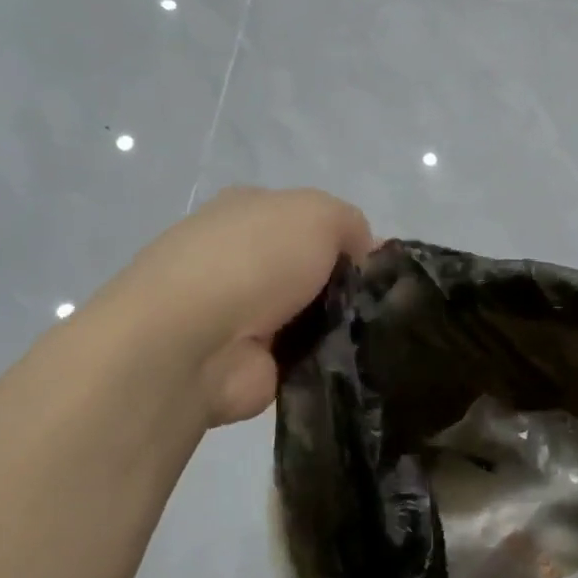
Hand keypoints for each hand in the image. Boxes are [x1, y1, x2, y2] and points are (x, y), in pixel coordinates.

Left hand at [99, 186, 371, 428]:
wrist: (195, 342)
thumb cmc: (254, 261)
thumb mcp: (318, 214)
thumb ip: (350, 224)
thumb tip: (363, 254)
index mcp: (250, 214)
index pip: (312, 223)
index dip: (350, 242)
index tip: (379, 269)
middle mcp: (244, 260)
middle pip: (316, 272)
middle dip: (349, 287)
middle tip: (382, 305)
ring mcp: (245, 315)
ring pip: (317, 317)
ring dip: (343, 326)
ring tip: (374, 336)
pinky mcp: (254, 363)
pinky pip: (310, 358)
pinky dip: (330, 360)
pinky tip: (353, 362)